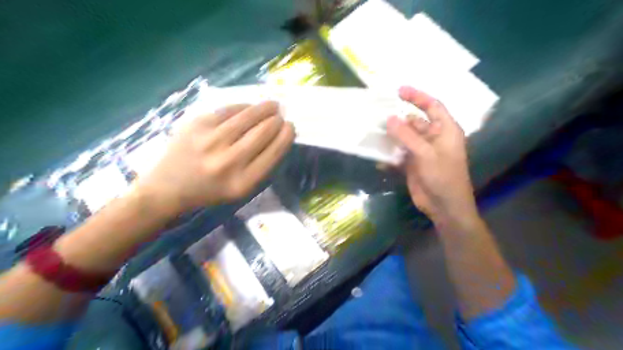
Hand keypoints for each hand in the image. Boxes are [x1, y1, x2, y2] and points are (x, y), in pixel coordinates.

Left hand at [136, 100, 294, 215]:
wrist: (168, 187)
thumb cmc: (210, 191)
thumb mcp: (241, 188)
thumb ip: (262, 165)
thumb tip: (279, 135)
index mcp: (242, 182)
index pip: (273, 152)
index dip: (286, 136)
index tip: (291, 127)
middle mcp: (228, 162)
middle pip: (263, 132)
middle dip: (277, 121)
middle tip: (281, 117)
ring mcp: (210, 141)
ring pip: (247, 117)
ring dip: (265, 108)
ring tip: (273, 106)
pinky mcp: (197, 124)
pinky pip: (228, 110)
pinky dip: (244, 107)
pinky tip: (250, 107)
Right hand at [388, 87, 477, 224]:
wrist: (444, 206)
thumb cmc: (443, 177)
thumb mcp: (425, 154)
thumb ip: (407, 136)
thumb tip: (389, 119)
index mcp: (445, 130)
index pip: (432, 106)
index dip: (417, 96)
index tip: (399, 91)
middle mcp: (434, 138)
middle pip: (415, 121)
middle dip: (399, 119)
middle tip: (378, 116)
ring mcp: (422, 151)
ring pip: (405, 137)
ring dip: (392, 136)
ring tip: (374, 132)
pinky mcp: (412, 163)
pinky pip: (399, 153)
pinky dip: (390, 154)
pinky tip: (378, 157)